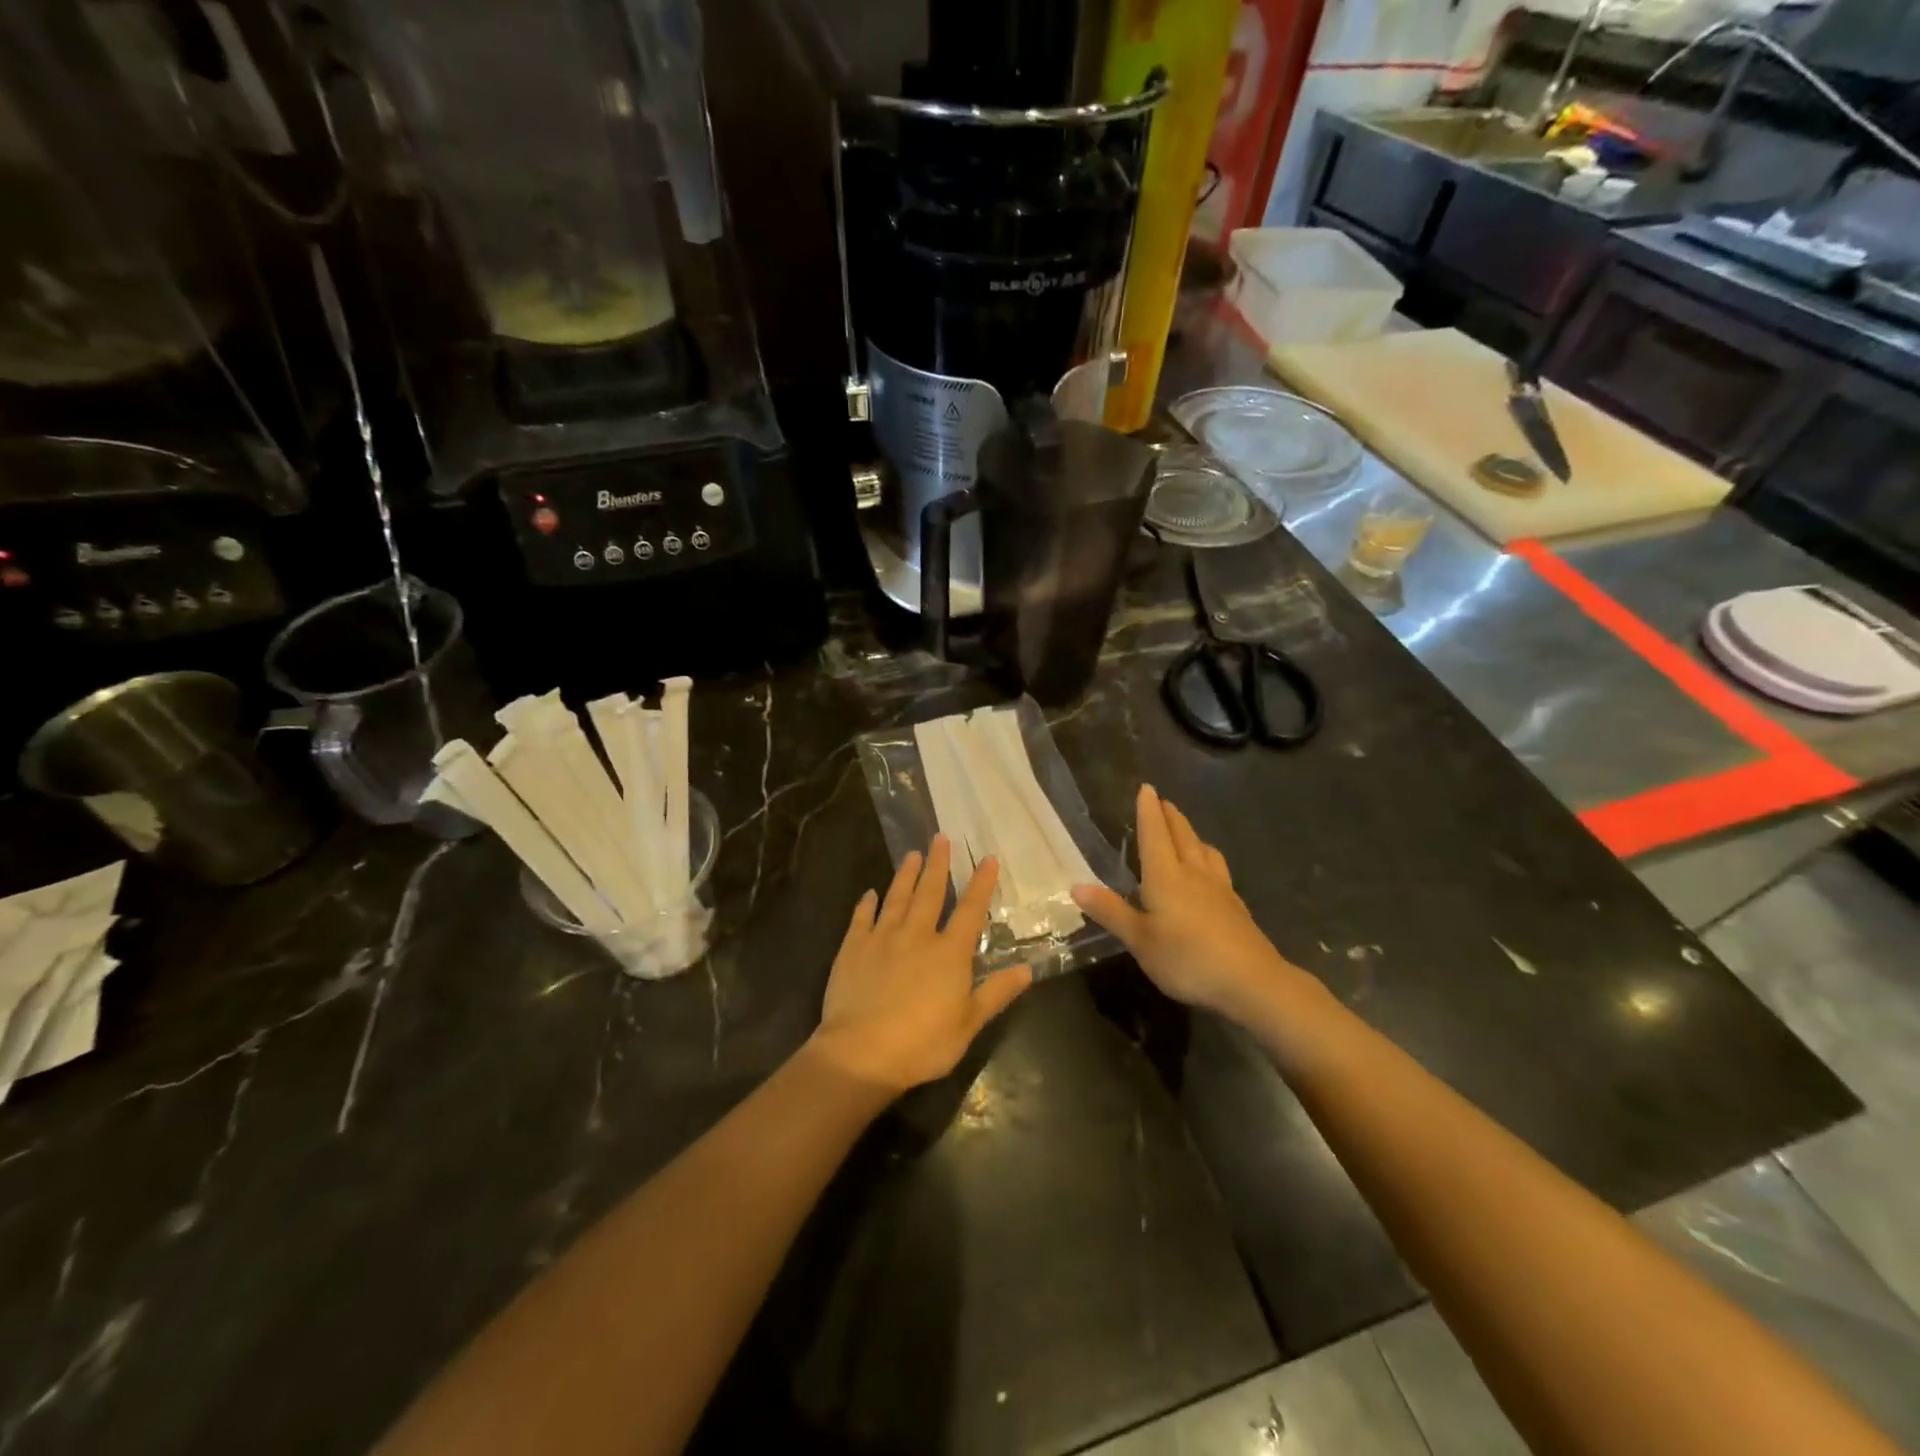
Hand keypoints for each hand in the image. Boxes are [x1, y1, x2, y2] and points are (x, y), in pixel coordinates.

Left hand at [809, 837, 1032, 1093]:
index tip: (987, 858)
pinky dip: (867, 904)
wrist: (863, 1052)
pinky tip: (870, 893)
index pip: (970, 910)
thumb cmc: (923, 1043)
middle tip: (941, 838)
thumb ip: (996, 993)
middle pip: (930, 893)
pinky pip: (862, 918)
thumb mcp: (969, 1023)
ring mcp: (882, 939)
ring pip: (896, 898)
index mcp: (949, 953)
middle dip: (938, 864)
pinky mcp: (853, 948)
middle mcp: (917, 936)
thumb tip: (1027, 969)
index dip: (981, 883)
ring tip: (912, 854)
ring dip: (905, 875)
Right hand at [1073, 784, 1297, 1021]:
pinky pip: (1218, 868)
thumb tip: (1076, 886)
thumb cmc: (1187, 959)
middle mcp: (1193, 873)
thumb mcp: (1140, 940)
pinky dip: (1208, 857)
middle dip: (1170, 816)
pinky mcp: (1235, 905)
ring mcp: (1219, 888)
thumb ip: (1111, 911)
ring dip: (1191, 833)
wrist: (1251, 981)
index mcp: (1166, 876)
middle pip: (1182, 835)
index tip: (1146, 788)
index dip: (1148, 811)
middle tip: (1162, 801)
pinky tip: (1210, 870)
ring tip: (1185, 830)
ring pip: (1203, 850)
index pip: (1155, 834)